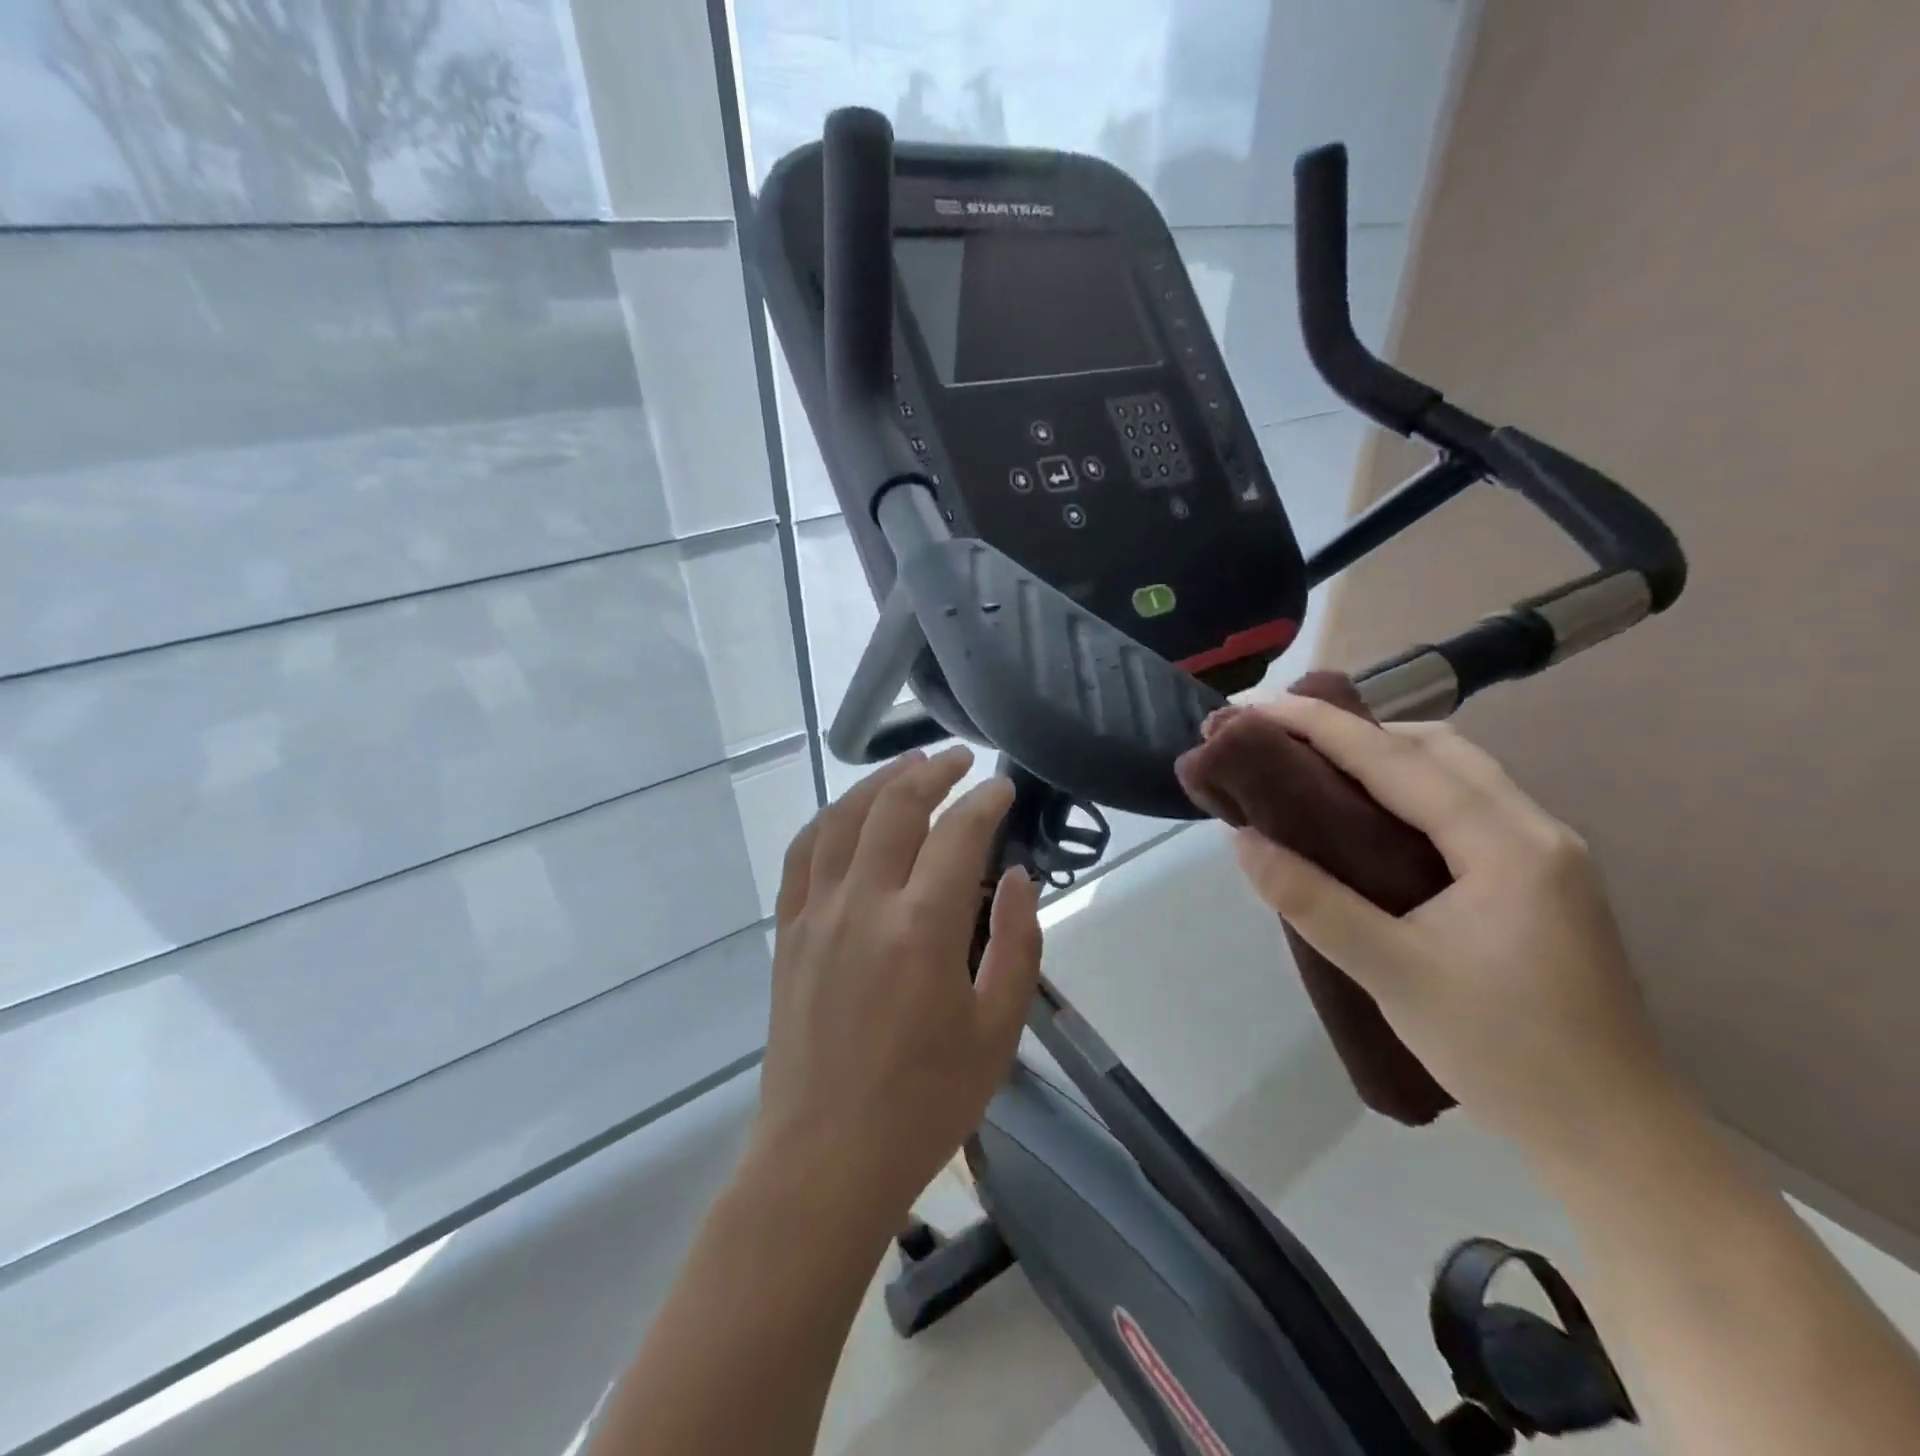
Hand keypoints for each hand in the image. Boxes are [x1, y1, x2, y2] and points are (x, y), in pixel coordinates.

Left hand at [750, 746, 1041, 1226]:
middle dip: (932, 772)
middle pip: (895, 807)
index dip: (985, 802)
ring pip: (842, 819)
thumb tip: (1015, 877)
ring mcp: (816, 914)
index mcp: (922, 928)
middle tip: (960, 760)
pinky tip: (847, 813)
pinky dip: (828, 820)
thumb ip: (1015, 944)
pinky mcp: (788, 932)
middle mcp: (863, 904)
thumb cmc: (925, 1103)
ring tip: (907, 765)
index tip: (1003, 788)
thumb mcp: (996, 1030)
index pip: (958, 834)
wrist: (825, 1159)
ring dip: (877, 782)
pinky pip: (803, 854)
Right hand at [1232, 696, 1679, 1161]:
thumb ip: (1311, 900)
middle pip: (1437, 747)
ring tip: (1317, 769)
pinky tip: (1373, 819)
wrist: (1617, 1139)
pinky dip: (1411, 791)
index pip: (1396, 761)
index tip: (1255, 708)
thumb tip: (1243, 840)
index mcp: (1505, 845)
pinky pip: (1467, 807)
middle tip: (1283, 740)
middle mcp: (1536, 830)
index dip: (1319, 726)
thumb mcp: (1391, 973)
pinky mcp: (1543, 881)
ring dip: (1385, 757)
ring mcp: (1548, 855)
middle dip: (1355, 730)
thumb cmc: (1503, 1053)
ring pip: (1457, 773)